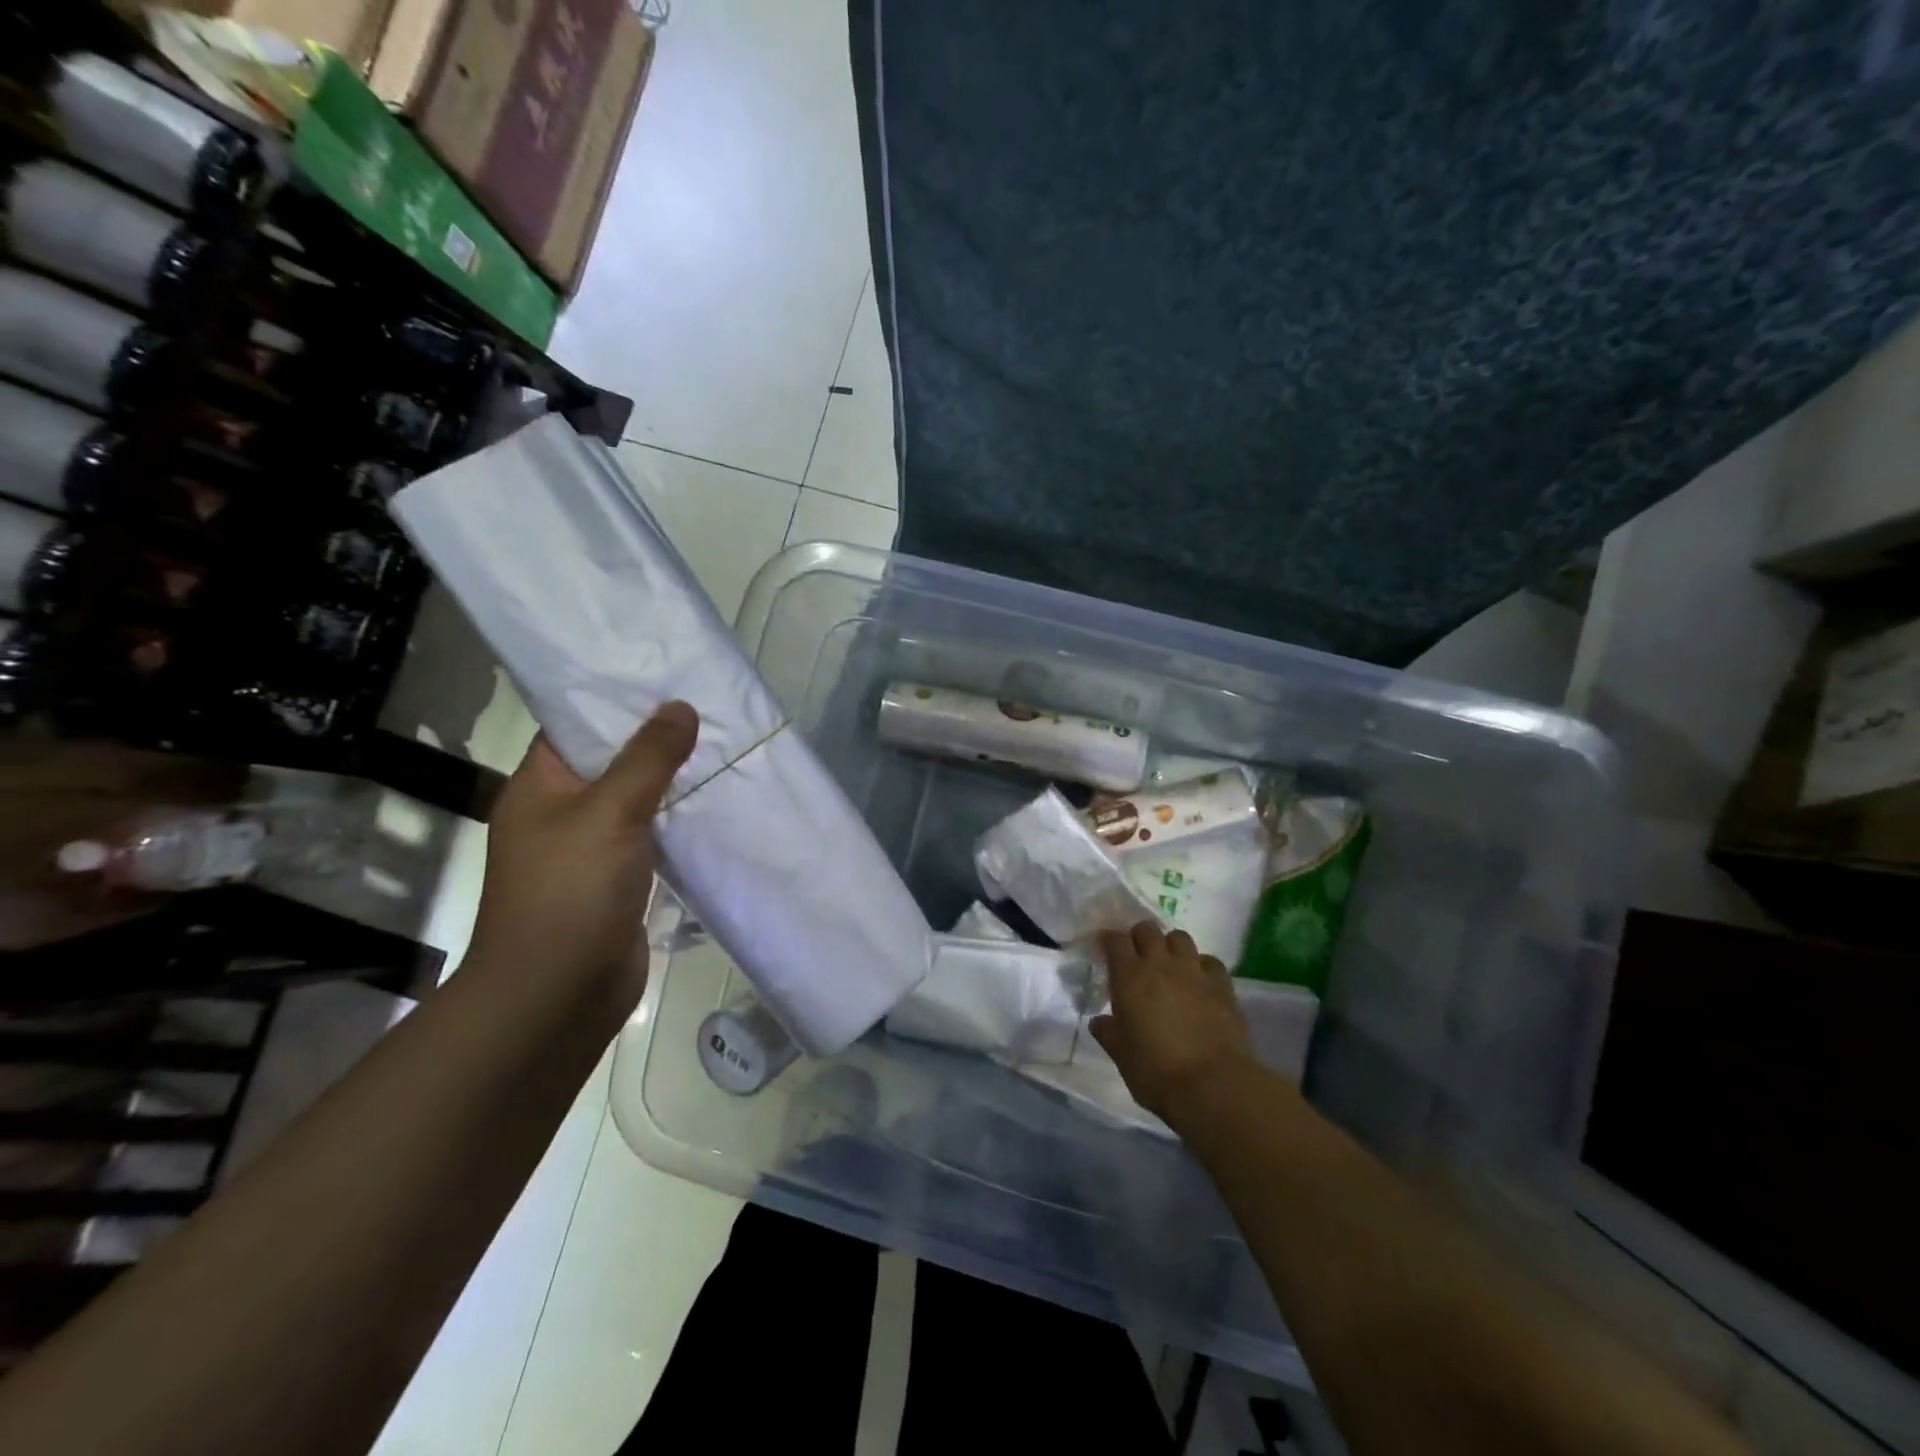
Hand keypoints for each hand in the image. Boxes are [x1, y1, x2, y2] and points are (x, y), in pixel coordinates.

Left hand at [469, 702, 698, 997]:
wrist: (556, 995)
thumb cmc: (569, 893)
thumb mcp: (610, 812)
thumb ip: (648, 758)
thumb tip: (680, 707)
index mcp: (537, 787)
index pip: (573, 726)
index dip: (614, 701)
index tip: (664, 678)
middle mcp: (559, 813)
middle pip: (610, 762)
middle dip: (655, 740)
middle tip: (707, 709)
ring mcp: (589, 850)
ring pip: (635, 801)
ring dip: (671, 782)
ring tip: (721, 747)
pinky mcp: (617, 881)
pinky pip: (650, 837)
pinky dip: (677, 822)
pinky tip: (715, 804)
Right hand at [1090, 922, 1258, 1122]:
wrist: (1213, 1086)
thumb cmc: (1156, 1072)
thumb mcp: (1122, 1056)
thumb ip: (1109, 1033)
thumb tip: (1099, 1022)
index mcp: (1129, 977)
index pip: (1115, 940)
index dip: (1109, 940)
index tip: (1105, 950)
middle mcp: (1160, 964)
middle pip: (1147, 929)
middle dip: (1139, 938)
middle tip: (1137, 957)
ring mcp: (1194, 971)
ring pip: (1179, 937)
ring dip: (1170, 946)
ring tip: (1169, 965)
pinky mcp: (1222, 984)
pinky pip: (1209, 961)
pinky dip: (1201, 966)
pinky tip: (1199, 982)